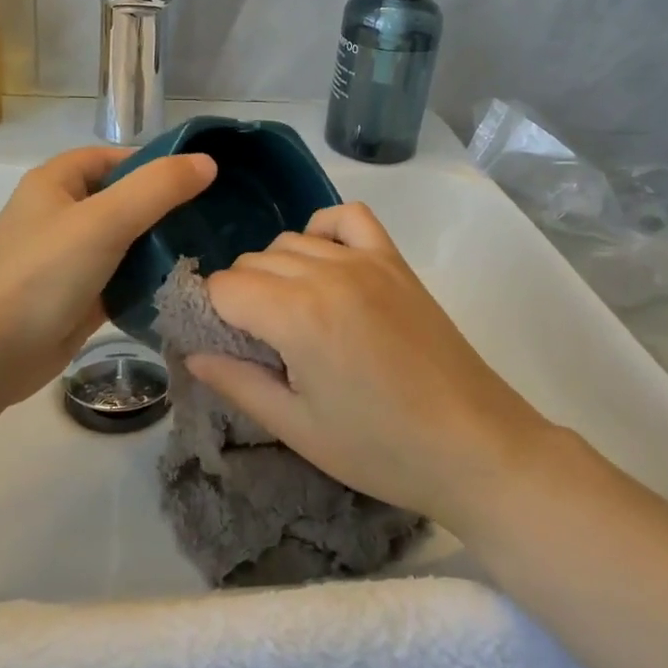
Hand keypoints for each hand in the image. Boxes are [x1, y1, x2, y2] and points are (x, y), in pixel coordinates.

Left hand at [0, 147, 215, 407]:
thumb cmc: (43, 274)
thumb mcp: (104, 220)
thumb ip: (157, 188)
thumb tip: (207, 163)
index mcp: (56, 182)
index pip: (114, 158)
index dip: (155, 163)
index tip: (200, 179)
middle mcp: (61, 213)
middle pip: (123, 198)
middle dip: (165, 207)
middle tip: (213, 217)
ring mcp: (68, 257)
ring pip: (125, 240)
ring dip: (160, 245)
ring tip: (208, 248)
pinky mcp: (78, 295)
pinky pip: (121, 277)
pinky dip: (147, 279)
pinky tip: (183, 283)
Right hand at [187, 203, 555, 524]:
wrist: (476, 447)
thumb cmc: (382, 449)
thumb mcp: (298, 428)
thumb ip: (237, 383)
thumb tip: (191, 353)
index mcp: (298, 315)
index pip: (224, 287)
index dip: (212, 316)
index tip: (225, 348)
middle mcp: (328, 272)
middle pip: (254, 261)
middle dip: (241, 298)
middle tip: (260, 346)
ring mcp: (367, 260)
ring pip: (291, 241)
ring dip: (276, 272)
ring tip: (293, 318)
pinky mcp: (396, 261)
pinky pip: (347, 217)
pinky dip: (324, 230)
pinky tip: (325, 265)